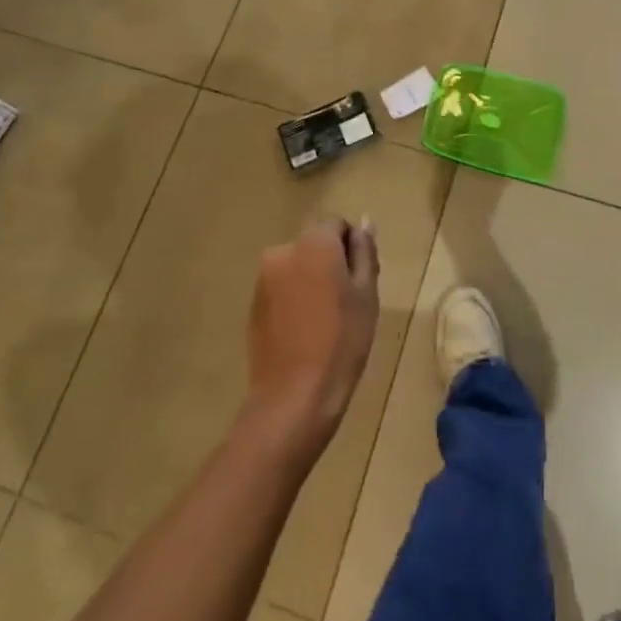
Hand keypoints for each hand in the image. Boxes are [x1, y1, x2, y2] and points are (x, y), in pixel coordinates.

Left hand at [245, 219, 379, 457]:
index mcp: (314, 242)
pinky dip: (295, 300)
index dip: (353, 247)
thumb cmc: (341, 341)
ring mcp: (264, 279)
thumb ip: (365, 252)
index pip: (337, 224)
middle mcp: (284, 251)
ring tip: (326, 321)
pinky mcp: (254, 306)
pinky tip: (306, 332)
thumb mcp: (366, 293)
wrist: (293, 397)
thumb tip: (364, 223)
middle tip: (348, 302)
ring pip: (298, 267)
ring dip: (312, 281)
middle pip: (315, 244)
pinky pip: (282, 289)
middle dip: (332, 263)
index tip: (361, 280)